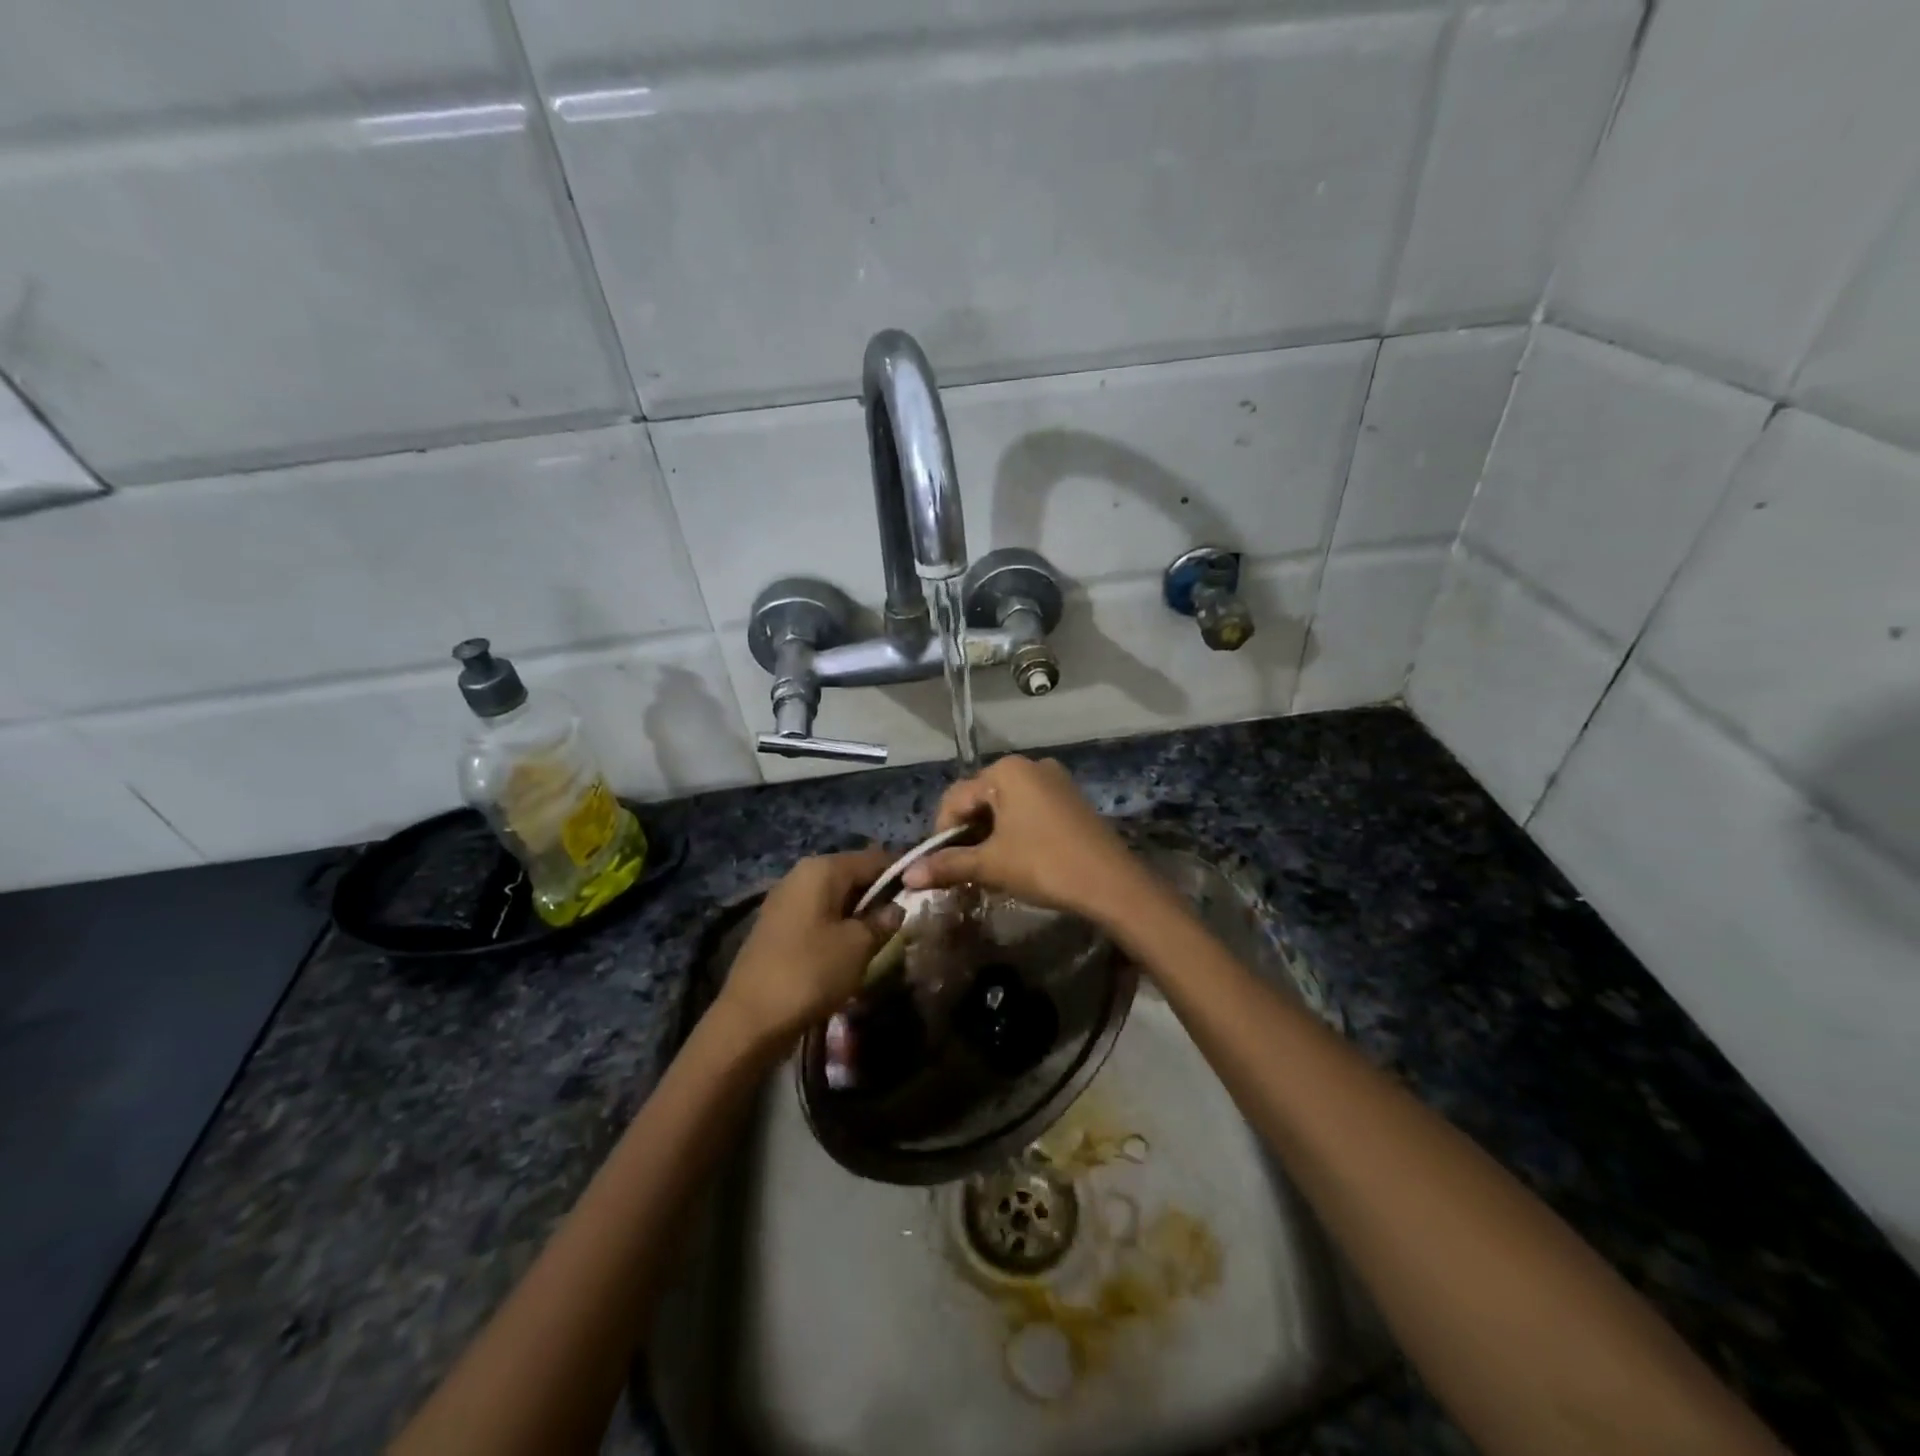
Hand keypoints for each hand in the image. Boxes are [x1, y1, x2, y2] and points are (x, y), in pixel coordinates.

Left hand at [714, 848, 899, 1055]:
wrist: (750, 1019)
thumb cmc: (811, 972)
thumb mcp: (858, 946)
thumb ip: (883, 921)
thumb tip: (897, 908)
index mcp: (823, 869)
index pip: (874, 858)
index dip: (901, 873)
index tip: (923, 894)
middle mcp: (801, 874)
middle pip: (853, 875)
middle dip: (879, 895)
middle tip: (903, 922)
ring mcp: (785, 900)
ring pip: (835, 897)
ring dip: (858, 914)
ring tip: (880, 939)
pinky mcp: (777, 926)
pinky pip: (818, 916)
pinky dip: (837, 927)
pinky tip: (849, 951)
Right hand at [900, 757, 1158, 926]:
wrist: (1111, 882)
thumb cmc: (1044, 864)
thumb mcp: (991, 865)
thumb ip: (948, 864)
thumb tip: (907, 875)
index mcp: (1006, 771)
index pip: (956, 798)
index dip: (942, 833)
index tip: (939, 866)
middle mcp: (1029, 765)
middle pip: (981, 798)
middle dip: (967, 834)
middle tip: (963, 869)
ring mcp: (1054, 780)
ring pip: (1005, 806)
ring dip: (990, 835)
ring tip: (988, 868)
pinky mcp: (1070, 799)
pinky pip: (1029, 810)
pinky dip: (1014, 831)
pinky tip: (1017, 859)